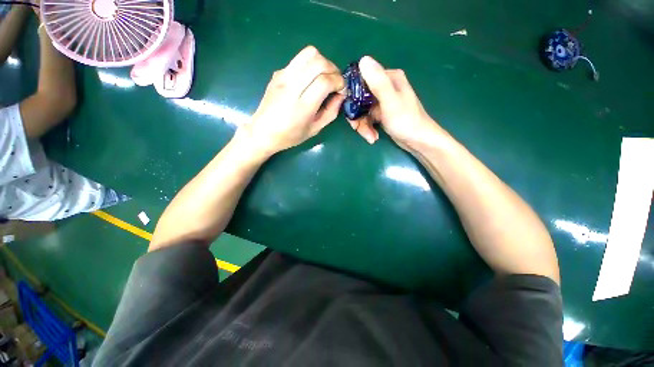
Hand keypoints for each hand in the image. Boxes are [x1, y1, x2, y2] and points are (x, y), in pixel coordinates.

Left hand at [236, 46, 344, 156]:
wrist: (262, 132)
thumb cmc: (290, 136)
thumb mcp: (315, 130)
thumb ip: (331, 112)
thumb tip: (341, 95)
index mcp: (301, 106)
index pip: (324, 81)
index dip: (339, 82)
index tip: (342, 90)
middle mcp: (291, 87)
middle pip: (318, 62)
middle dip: (334, 69)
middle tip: (336, 82)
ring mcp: (282, 76)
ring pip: (309, 53)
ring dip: (323, 62)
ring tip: (325, 76)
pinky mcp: (278, 72)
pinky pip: (299, 59)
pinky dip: (311, 64)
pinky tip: (311, 78)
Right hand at [348, 56, 445, 148]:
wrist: (418, 141)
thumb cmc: (406, 121)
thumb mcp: (390, 101)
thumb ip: (378, 82)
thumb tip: (363, 59)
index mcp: (388, 78)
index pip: (361, 81)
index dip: (351, 96)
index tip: (349, 111)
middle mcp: (384, 87)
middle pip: (359, 99)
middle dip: (357, 117)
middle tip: (357, 128)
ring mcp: (382, 101)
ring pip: (362, 111)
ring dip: (363, 126)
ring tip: (370, 137)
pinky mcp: (381, 113)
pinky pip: (367, 118)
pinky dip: (368, 128)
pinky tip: (373, 137)